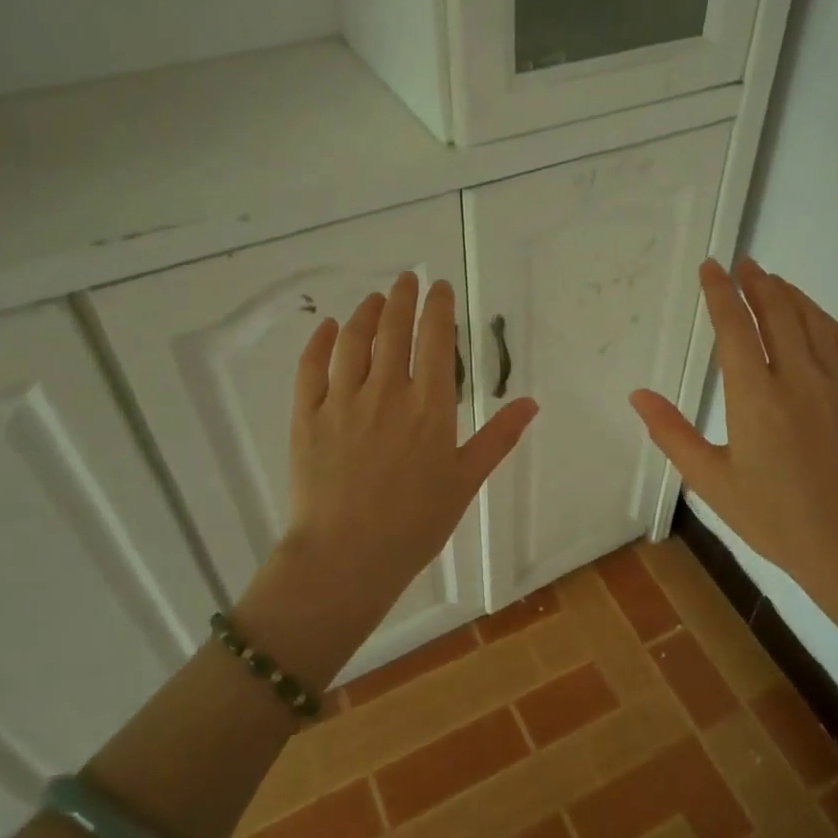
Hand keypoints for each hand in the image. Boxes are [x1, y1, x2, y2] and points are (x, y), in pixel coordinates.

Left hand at [264, 272, 536, 655]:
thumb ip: (497, 437)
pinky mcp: (307, 416)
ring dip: (364, 313)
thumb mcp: (465, 481)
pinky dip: (320, 341)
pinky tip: (327, 327)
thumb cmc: (415, 524)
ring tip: (373, 299)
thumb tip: (530, 402)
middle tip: (407, 279)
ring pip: (353, 340)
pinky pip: (312, 367)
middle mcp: (386, 392)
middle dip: (401, 298)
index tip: (440, 287)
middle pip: (392, 329)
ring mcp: (342, 401)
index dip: (438, 307)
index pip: (435, 339)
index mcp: (429, 406)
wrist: (346, 557)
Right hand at [629, 259, 837, 599]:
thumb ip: (672, 433)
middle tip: (742, 263)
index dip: (721, 293)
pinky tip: (812, 314)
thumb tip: (638, 395)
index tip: (712, 268)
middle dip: (756, 283)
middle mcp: (797, 379)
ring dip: (789, 293)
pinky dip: (822, 318)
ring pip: (811, 321)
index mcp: (755, 398)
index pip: (735, 328)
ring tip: (771, 278)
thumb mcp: (711, 481)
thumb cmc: (774, 517)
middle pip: (777, 313)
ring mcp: (835, 385)